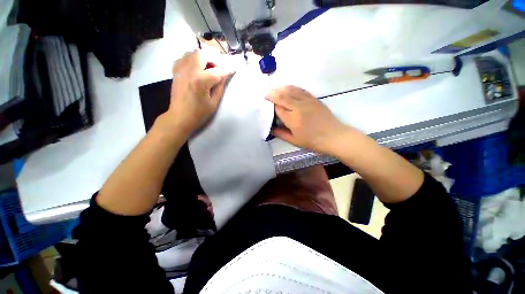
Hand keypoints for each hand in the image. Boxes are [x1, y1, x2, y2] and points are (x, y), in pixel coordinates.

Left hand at [164, 50, 234, 135]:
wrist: (180, 117)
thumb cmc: (199, 113)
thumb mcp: (214, 103)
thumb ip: (220, 87)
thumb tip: (225, 75)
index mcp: (201, 81)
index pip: (217, 71)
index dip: (227, 69)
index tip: (234, 68)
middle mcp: (189, 71)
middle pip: (203, 54)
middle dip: (214, 59)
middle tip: (219, 68)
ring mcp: (180, 69)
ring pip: (192, 53)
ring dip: (203, 58)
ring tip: (209, 68)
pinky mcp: (176, 71)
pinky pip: (184, 58)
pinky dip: (192, 59)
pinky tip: (197, 68)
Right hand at [265, 86, 350, 154]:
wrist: (333, 136)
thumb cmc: (312, 141)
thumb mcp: (294, 141)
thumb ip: (280, 134)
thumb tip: (271, 128)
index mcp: (293, 119)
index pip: (278, 108)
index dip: (271, 106)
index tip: (265, 104)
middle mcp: (298, 107)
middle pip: (282, 96)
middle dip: (272, 94)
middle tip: (265, 94)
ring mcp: (307, 101)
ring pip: (290, 90)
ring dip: (280, 88)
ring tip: (274, 90)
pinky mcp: (313, 98)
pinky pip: (300, 89)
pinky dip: (291, 87)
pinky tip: (287, 88)